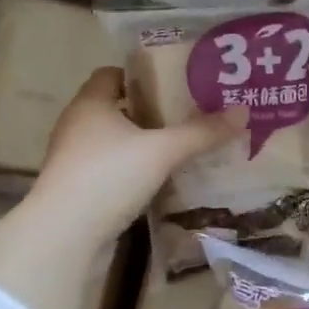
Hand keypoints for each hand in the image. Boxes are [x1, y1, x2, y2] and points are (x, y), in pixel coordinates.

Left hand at [31, 68, 243, 244]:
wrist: (65, 235)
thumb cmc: (108, 176)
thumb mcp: (162, 151)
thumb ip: (201, 132)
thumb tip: (243, 111)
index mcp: (90, 103)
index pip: (112, 74)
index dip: (141, 75)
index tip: (175, 83)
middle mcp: (77, 126)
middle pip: (115, 108)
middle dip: (149, 112)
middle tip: (188, 116)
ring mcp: (74, 160)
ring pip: (113, 143)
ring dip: (141, 145)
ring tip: (180, 149)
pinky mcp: (78, 190)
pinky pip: (111, 171)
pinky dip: (132, 172)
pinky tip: (160, 182)